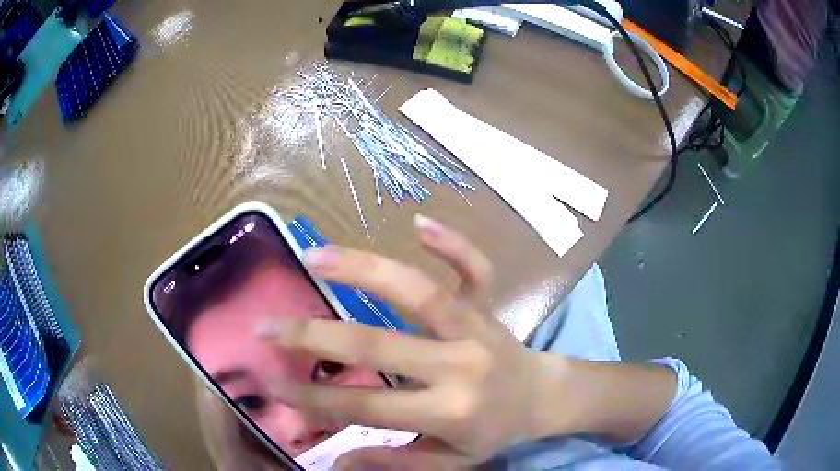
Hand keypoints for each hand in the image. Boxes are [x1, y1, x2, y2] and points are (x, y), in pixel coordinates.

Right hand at [256, 215, 559, 469]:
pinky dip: (452, 244)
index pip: (366, 406)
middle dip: (313, 334)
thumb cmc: (494, 432)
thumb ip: (395, 461)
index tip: (270, 379)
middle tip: (266, 323)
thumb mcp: (449, 463)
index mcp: (449, 411)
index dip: (313, 397)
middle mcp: (460, 364)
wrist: (544, 397)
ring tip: (315, 256)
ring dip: (365, 270)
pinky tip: (419, 222)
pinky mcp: (489, 304)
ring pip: (420, 292)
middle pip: (378, 345)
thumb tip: (335, 460)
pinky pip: (475, 268)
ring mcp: (477, 327)